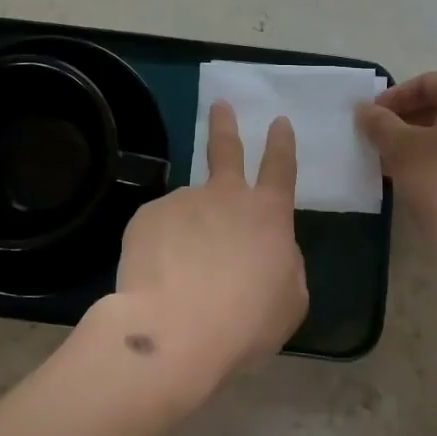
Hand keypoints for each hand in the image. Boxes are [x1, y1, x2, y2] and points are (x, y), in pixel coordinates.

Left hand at [110, 101, 307, 385]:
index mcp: (267, 215)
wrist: (176, 331)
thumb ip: (284, 264)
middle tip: (219, 104)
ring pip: (187, 212)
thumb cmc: (246, 321)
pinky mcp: (146, 217)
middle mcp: (224, 196)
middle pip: (225, 149)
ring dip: (186, 233)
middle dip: (225, 124)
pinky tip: (157, 281)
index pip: (280, 167)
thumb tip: (270, 251)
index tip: (278, 121)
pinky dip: (159, 252)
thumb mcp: (290, 299)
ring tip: (179, 279)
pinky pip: (157, 232)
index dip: (281, 143)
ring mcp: (182, 201)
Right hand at [356, 72, 436, 269]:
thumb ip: (379, 123)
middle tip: (378, 141)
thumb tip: (365, 109)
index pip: (428, 82)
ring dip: (422, 142)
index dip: (394, 97)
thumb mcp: (402, 150)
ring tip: (393, 164)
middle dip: (406, 120)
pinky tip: (421, 182)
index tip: (370, 118)